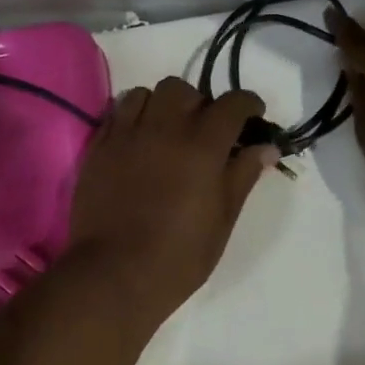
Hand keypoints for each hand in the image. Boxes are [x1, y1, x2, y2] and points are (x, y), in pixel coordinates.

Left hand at [68, 78, 278, 322]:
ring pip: (146, 93)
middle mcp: (164, 128)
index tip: (253, 116)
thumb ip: (243, 175)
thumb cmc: (180, 255)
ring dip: (162, 105)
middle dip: (200, 103)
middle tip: (204, 130)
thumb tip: (265, 148)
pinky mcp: (99, 146)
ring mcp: (127, 134)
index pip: (233, 103)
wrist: (115, 273)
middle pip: (185, 90)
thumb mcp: (223, 219)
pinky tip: (138, 140)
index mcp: (203, 145)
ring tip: (166, 130)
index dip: (248, 105)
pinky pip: (117, 111)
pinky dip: (132, 116)